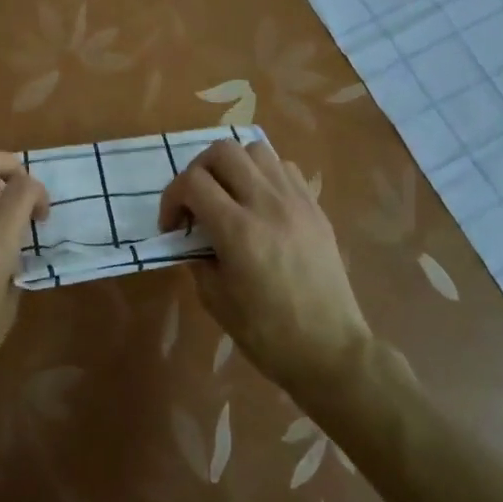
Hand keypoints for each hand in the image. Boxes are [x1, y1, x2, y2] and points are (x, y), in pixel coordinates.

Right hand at [158, 138, 370, 390]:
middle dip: (198, 171)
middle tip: (196, 202)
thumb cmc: (267, 334)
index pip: (192, 182)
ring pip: (255, 150)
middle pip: (222, 151)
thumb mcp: (215, 299)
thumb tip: (191, 236)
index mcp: (238, 231)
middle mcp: (267, 204)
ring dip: (232, 166)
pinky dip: (263, 175)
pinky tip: (259, 203)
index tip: (173, 226)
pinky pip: (284, 168)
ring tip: (228, 196)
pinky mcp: (315, 207)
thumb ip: (197, 257)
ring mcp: (296, 201)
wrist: (330, 351)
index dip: (172, 198)